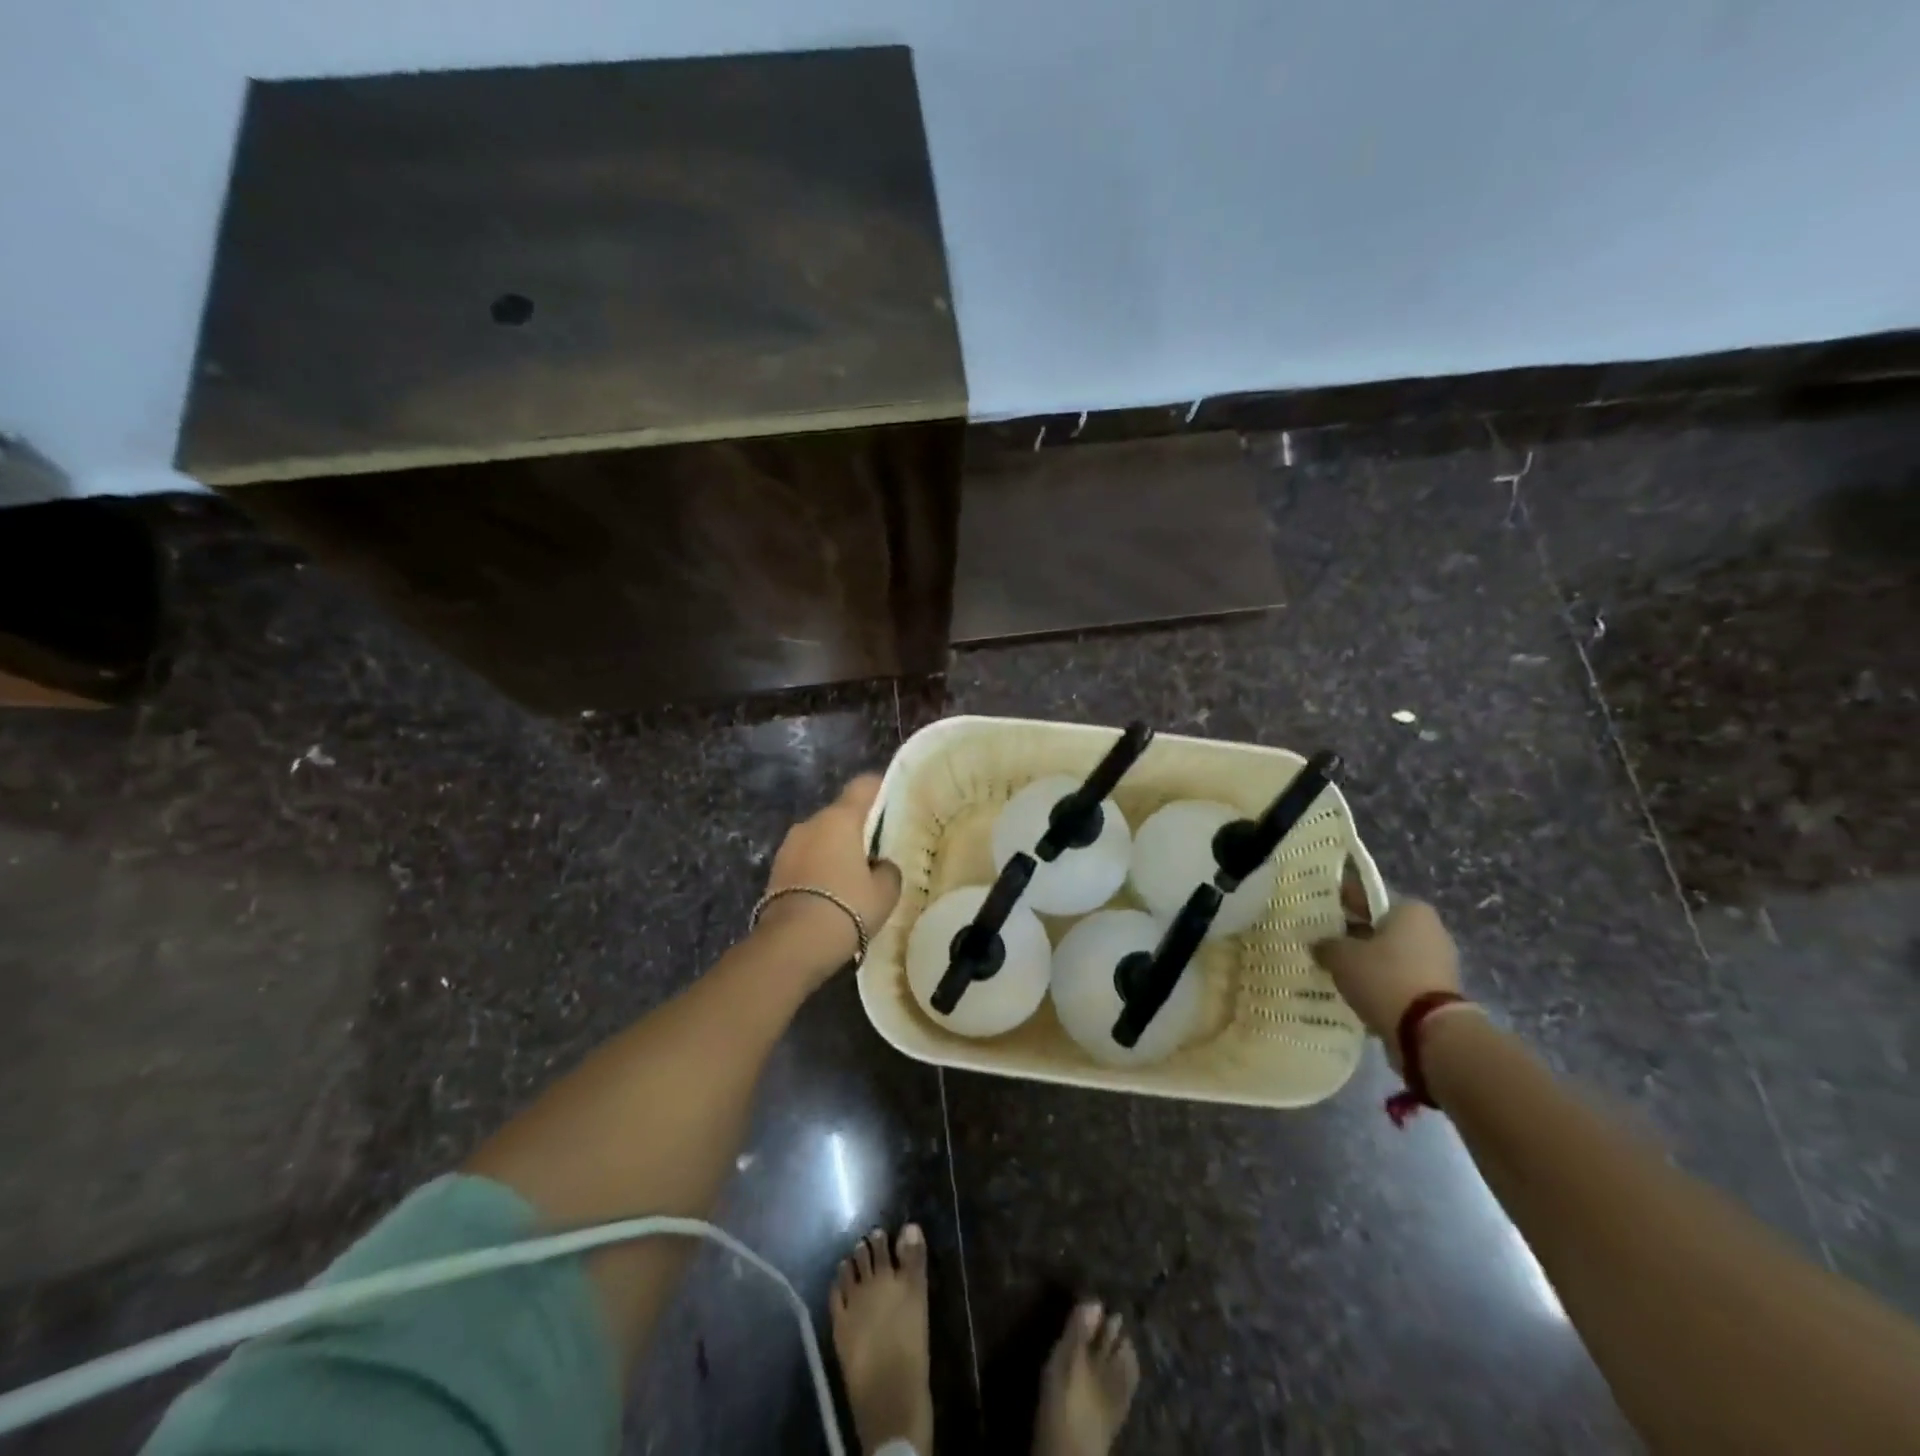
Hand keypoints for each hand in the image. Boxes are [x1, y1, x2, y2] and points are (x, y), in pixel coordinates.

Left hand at [755, 775, 902, 979]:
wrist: (792, 944)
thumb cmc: (847, 907)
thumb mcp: (885, 891)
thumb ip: (888, 869)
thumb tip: (879, 865)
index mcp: (839, 819)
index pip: (863, 786)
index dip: (880, 788)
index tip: (893, 799)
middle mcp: (810, 824)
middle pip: (840, 814)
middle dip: (857, 828)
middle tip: (877, 850)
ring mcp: (788, 846)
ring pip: (820, 838)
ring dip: (835, 850)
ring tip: (853, 878)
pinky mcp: (775, 871)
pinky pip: (806, 860)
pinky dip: (819, 869)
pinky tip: (831, 893)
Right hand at [1312, 900, 1464, 1066]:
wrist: (1429, 1033)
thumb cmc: (1384, 978)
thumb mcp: (1341, 956)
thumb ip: (1326, 944)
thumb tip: (1320, 945)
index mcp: (1410, 909)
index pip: (1368, 897)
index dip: (1341, 903)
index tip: (1319, 914)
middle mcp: (1430, 929)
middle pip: (1380, 926)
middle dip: (1354, 935)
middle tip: (1323, 944)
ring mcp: (1438, 962)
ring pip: (1389, 954)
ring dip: (1366, 961)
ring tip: (1336, 970)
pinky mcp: (1438, 991)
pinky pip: (1399, 978)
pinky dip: (1380, 983)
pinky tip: (1356, 991)